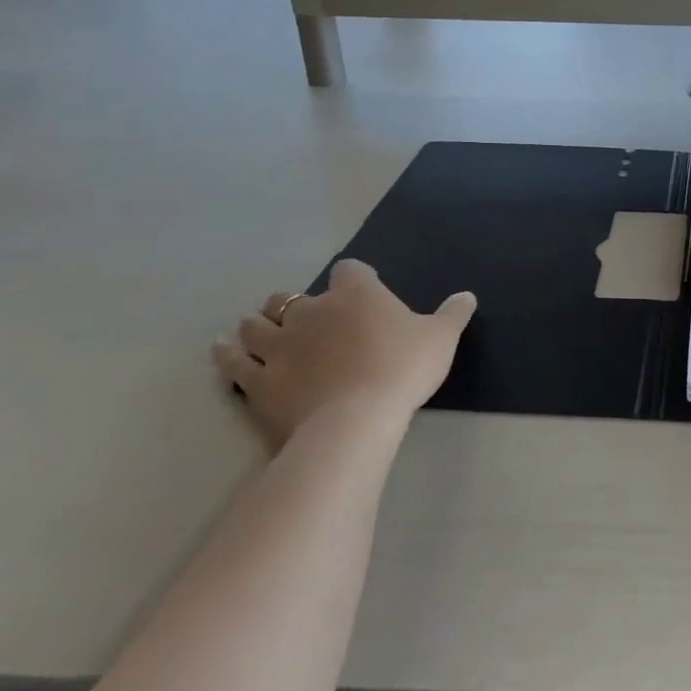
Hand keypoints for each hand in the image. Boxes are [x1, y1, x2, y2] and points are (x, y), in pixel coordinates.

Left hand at [214, 259, 475, 446]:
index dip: (353, 279)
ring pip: (258, 324)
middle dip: (296, 304)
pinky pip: (236, 362)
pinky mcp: (260, 380)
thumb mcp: (441, 339)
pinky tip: (223, 348)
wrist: (356, 420)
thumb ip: (453, 313)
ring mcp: (281, 345)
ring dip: (258, 324)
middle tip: (308, 320)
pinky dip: (228, 353)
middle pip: (294, 296)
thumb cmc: (402, 369)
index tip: (360, 292)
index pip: (350, 270)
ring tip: (259, 328)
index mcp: (357, 294)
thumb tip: (468, 295)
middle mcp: (313, 310)